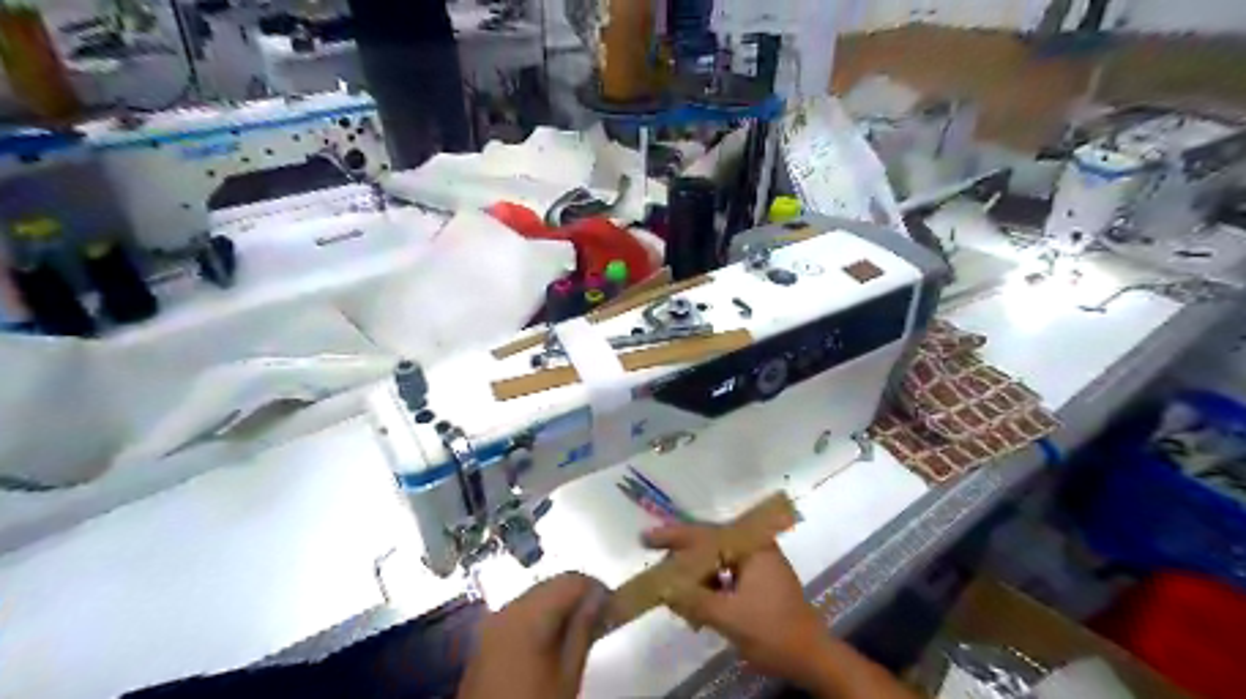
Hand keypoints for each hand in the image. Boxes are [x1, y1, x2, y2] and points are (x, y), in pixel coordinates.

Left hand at [455, 574, 612, 698]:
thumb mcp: (568, 673)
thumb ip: (584, 629)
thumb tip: (599, 598)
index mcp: (528, 613)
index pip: (571, 580)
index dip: (596, 589)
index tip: (614, 607)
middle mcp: (508, 607)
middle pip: (551, 584)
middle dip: (578, 595)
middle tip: (601, 618)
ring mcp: (494, 621)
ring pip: (536, 596)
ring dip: (560, 605)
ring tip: (581, 630)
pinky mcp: (486, 635)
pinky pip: (521, 612)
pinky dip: (541, 616)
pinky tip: (554, 639)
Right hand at [646, 523, 830, 688]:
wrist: (811, 658)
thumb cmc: (773, 631)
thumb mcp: (729, 616)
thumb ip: (693, 599)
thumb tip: (662, 587)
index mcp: (751, 546)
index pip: (704, 534)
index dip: (672, 536)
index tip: (646, 539)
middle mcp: (753, 547)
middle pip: (707, 546)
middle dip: (682, 563)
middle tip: (659, 578)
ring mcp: (756, 564)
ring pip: (714, 563)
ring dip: (695, 581)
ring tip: (677, 601)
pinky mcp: (757, 581)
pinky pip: (724, 577)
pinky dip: (708, 590)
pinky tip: (696, 610)